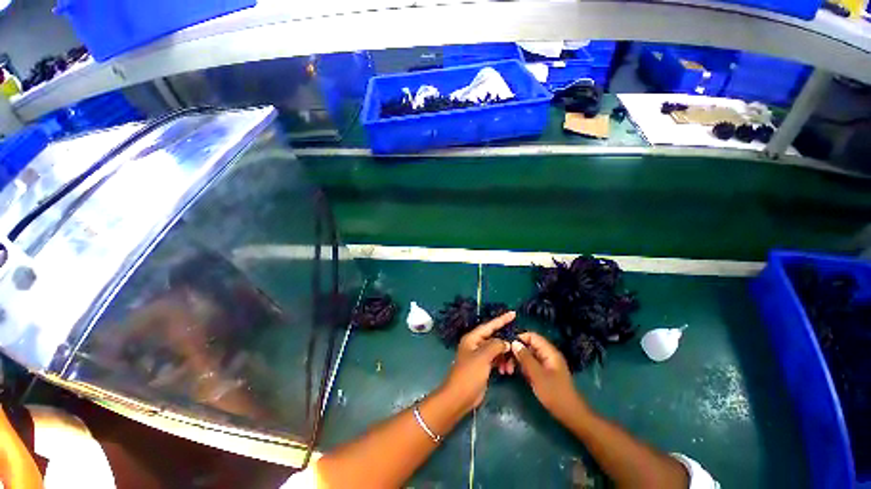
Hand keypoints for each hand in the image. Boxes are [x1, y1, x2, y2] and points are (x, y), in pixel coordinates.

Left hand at [441, 312, 515, 411]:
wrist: (459, 397)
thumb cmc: (469, 374)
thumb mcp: (482, 357)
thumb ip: (495, 346)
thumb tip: (506, 342)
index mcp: (472, 338)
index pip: (489, 325)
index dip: (502, 319)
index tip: (513, 314)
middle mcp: (476, 344)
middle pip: (494, 338)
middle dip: (506, 342)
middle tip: (518, 344)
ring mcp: (479, 356)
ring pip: (496, 350)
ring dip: (505, 356)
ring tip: (511, 365)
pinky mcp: (483, 366)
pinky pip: (495, 360)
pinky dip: (502, 363)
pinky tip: (507, 370)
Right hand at [511, 332, 588, 421]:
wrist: (570, 415)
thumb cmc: (555, 393)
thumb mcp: (537, 375)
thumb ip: (525, 357)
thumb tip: (514, 343)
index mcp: (549, 352)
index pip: (532, 336)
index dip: (519, 338)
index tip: (506, 346)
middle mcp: (547, 355)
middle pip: (528, 346)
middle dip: (516, 351)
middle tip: (504, 362)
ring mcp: (545, 364)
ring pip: (527, 355)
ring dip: (517, 360)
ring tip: (507, 370)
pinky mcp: (543, 372)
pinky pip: (529, 364)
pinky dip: (521, 367)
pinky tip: (513, 373)